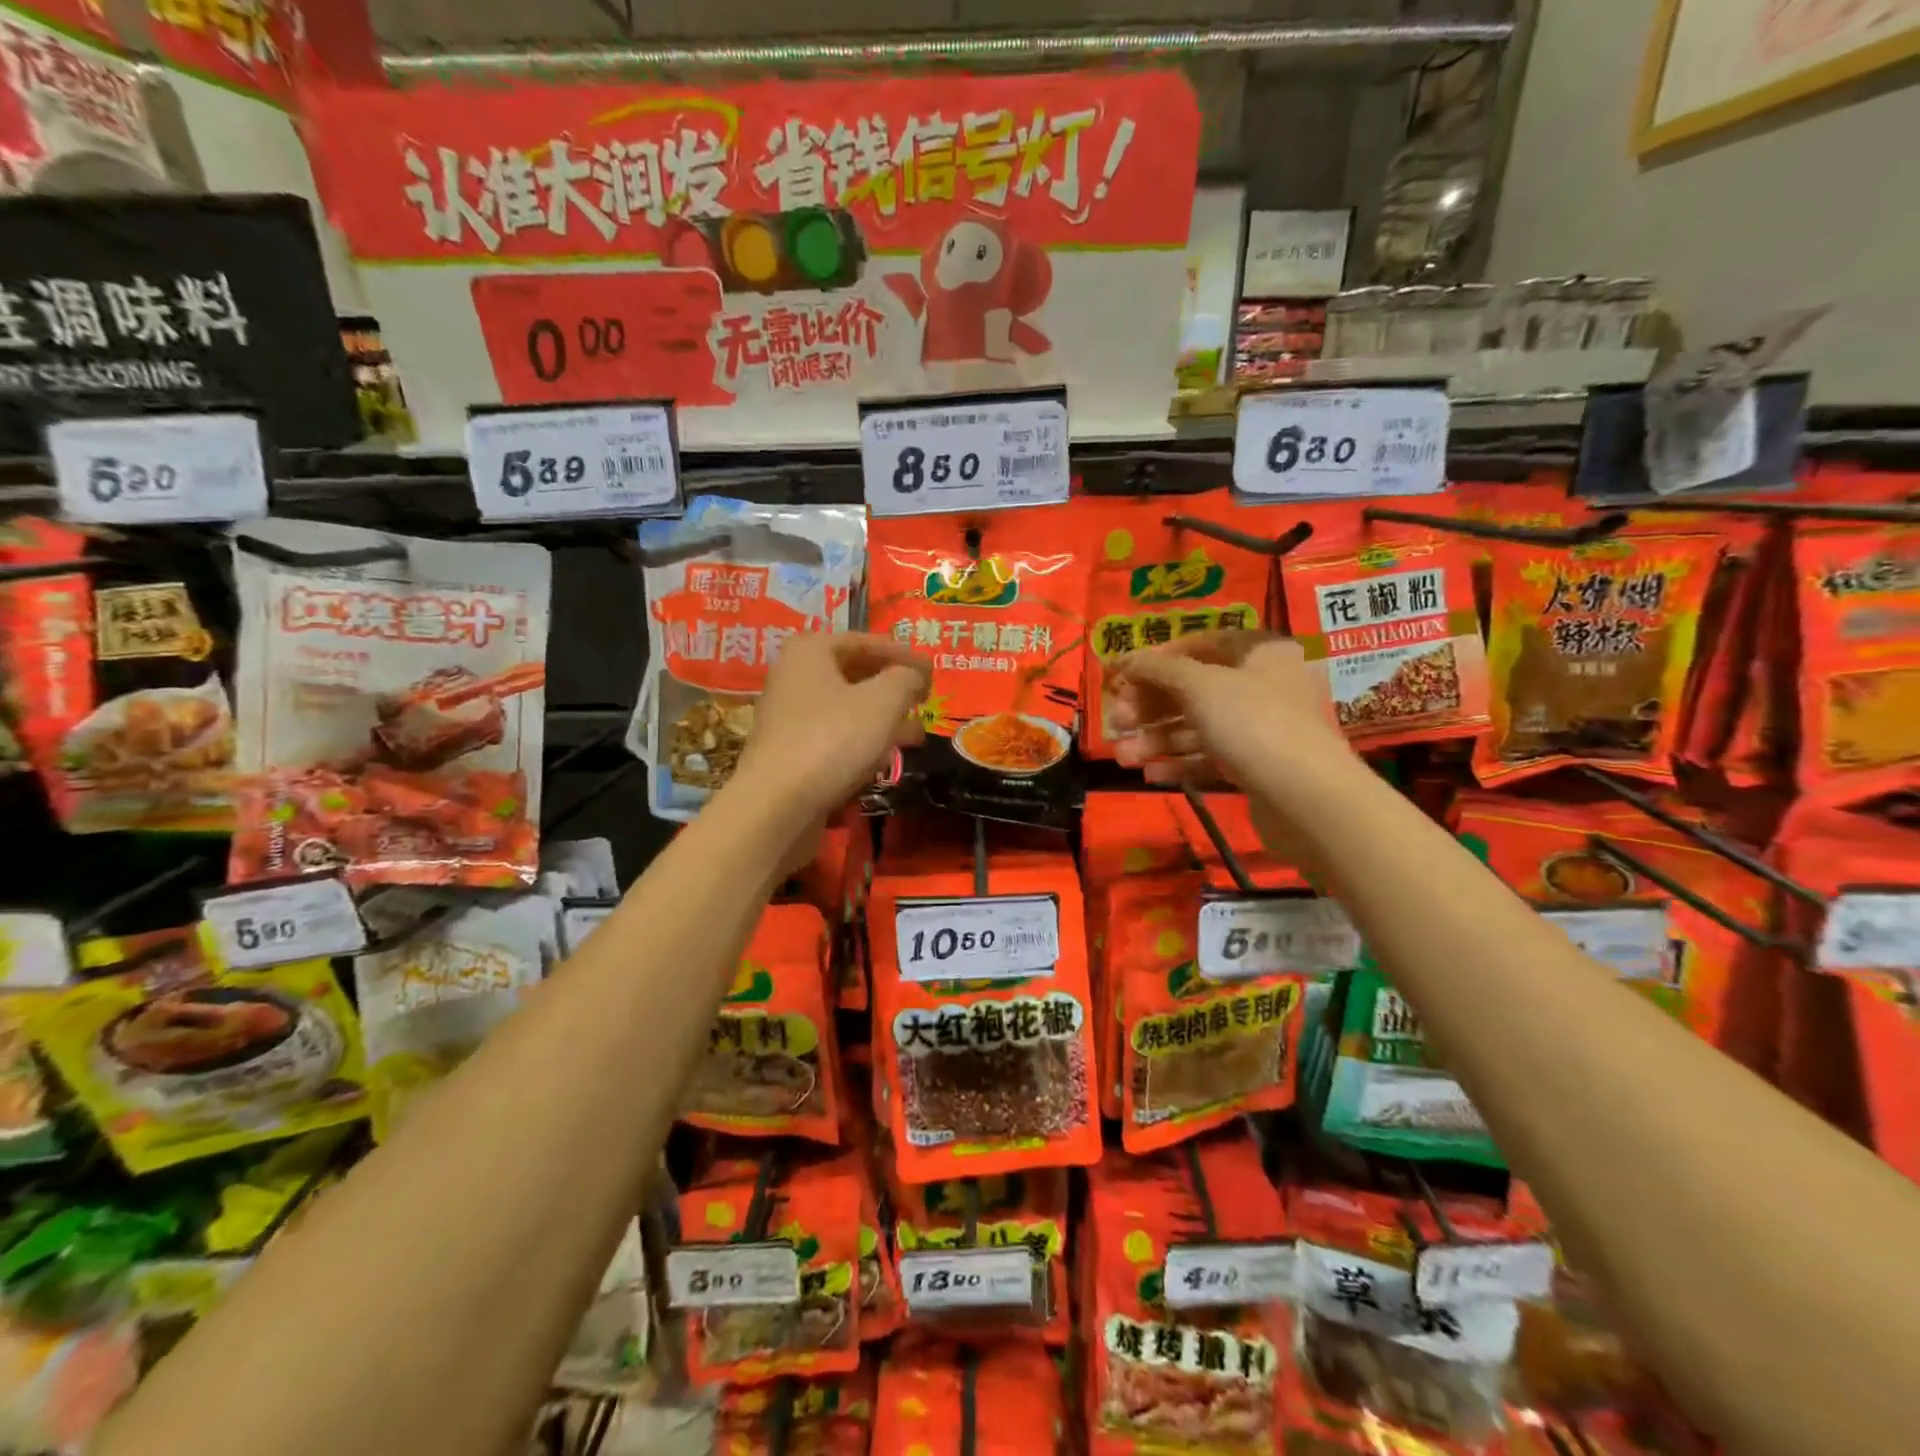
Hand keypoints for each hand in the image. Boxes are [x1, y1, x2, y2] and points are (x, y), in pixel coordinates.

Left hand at [734, 631, 929, 825]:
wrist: (778, 804)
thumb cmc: (834, 738)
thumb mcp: (884, 700)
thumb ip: (907, 678)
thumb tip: (916, 676)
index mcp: (811, 651)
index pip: (866, 642)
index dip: (903, 655)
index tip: (933, 674)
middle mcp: (794, 677)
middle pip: (855, 675)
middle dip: (893, 689)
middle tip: (924, 702)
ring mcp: (789, 717)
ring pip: (847, 709)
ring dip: (883, 719)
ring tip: (915, 735)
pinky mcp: (791, 752)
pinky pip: (835, 737)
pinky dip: (861, 742)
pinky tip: (884, 759)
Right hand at [1106, 630, 1352, 788]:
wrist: (1306, 798)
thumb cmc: (1253, 723)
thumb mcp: (1200, 686)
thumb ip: (1159, 669)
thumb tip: (1127, 659)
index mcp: (1261, 653)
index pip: (1201, 644)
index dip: (1158, 659)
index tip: (1122, 676)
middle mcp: (1265, 686)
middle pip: (1194, 689)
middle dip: (1150, 708)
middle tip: (1116, 723)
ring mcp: (1262, 729)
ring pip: (1199, 727)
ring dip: (1157, 740)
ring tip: (1123, 757)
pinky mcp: (1257, 767)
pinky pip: (1211, 758)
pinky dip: (1180, 763)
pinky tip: (1150, 775)